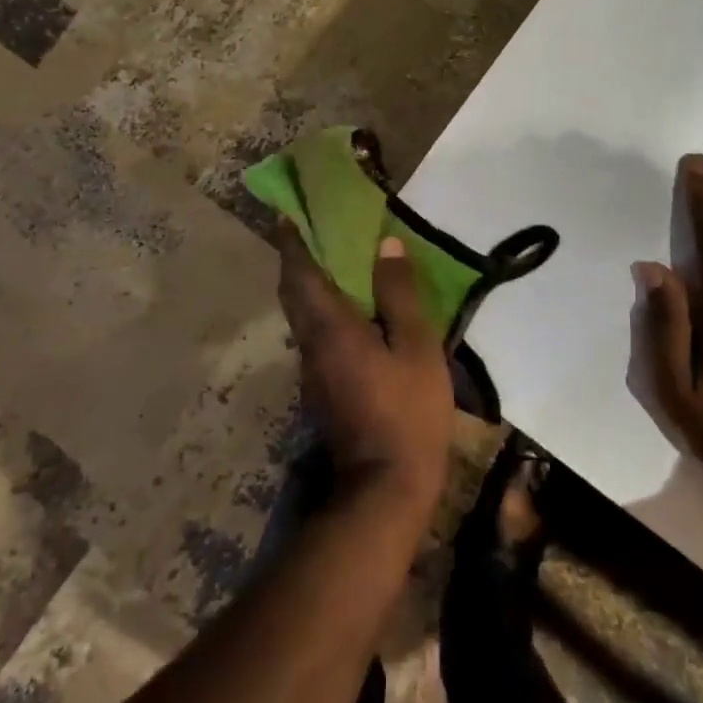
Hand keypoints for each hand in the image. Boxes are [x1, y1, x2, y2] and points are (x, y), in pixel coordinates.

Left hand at [276, 225, 453, 518]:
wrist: (385, 487)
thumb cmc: (406, 410)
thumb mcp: (416, 347)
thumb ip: (400, 294)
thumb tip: (386, 244)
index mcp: (330, 326)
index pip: (300, 273)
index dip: (291, 241)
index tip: (286, 214)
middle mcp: (311, 343)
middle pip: (293, 293)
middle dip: (295, 260)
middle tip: (310, 232)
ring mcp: (312, 370)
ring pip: (301, 316)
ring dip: (307, 285)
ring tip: (333, 264)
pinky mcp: (321, 389)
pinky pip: (314, 334)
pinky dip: (321, 311)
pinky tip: (350, 312)